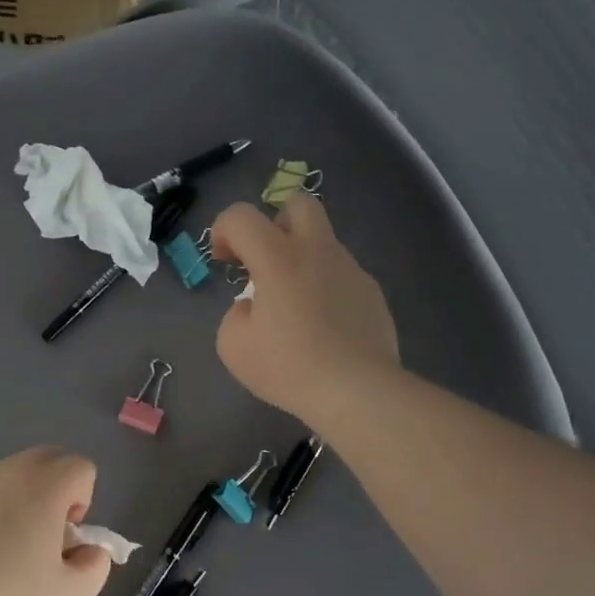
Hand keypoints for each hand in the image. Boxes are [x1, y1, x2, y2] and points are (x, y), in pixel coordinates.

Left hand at [0, 448, 112, 595]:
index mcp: (46, 484)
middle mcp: (10, 469)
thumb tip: (90, 549)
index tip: (63, 537)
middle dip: (53, 490)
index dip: (82, 501)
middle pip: (47, 459)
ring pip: (8, 475)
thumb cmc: (7, 595)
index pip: (82, 467)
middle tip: (39, 536)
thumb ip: (96, 566)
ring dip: (16, 499)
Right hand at [210, 196, 399, 423]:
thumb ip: (236, 315)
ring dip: (301, 261)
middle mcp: (317, 251)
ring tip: (293, 308)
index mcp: (278, 258)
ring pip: (322, 243)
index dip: (223, 230)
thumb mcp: (234, 346)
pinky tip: (322, 327)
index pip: (242, 216)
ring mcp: (350, 269)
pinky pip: (341, 276)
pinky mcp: (371, 292)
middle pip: (298, 204)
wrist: (357, 390)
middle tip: (265, 262)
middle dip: (274, 223)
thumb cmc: (288, 367)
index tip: (223, 262)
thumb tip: (253, 307)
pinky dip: (325, 289)